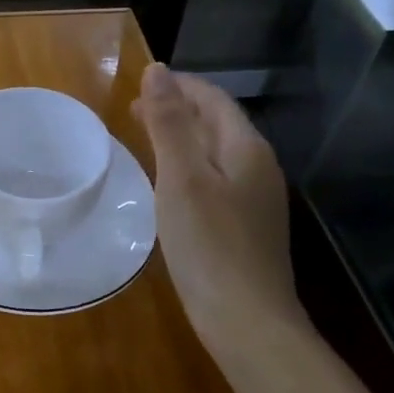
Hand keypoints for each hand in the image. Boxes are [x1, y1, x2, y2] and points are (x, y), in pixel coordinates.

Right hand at [132, 63, 301, 326]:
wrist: (247, 322)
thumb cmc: (209, 245)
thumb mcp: (181, 178)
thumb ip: (169, 123)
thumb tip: (157, 70)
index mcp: (246, 149)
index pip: (213, 100)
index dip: (179, 86)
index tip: (141, 84)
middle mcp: (258, 167)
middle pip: (217, 124)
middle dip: (178, 110)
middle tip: (135, 111)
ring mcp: (256, 200)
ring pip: (216, 153)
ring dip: (183, 138)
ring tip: (146, 139)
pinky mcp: (246, 227)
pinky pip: (215, 180)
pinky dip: (189, 167)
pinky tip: (169, 185)